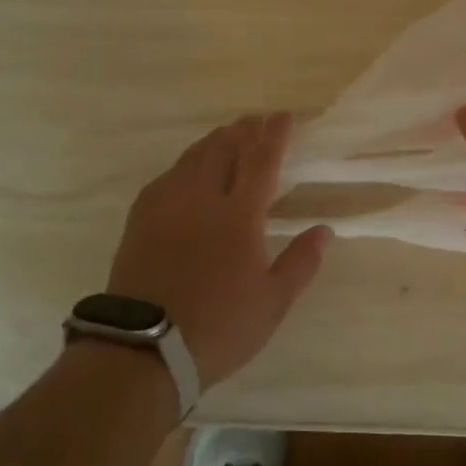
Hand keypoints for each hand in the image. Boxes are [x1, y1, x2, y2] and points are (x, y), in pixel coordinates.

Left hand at [107, 112, 330, 389]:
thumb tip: (324, 230)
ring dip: (214, 141)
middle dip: (243, 130)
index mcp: (239, 216)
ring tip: (226, 134)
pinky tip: (186, 169)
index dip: (274, 135)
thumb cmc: (219, 327)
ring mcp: (167, 207)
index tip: (283, 116)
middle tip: (256, 120)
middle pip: (224, 150)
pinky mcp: (141, 220)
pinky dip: (184, 164)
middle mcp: (202, 199)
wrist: (144, 349)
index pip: (261, 161)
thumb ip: (301, 262)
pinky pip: (166, 177)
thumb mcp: (273, 303)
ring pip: (192, 159)